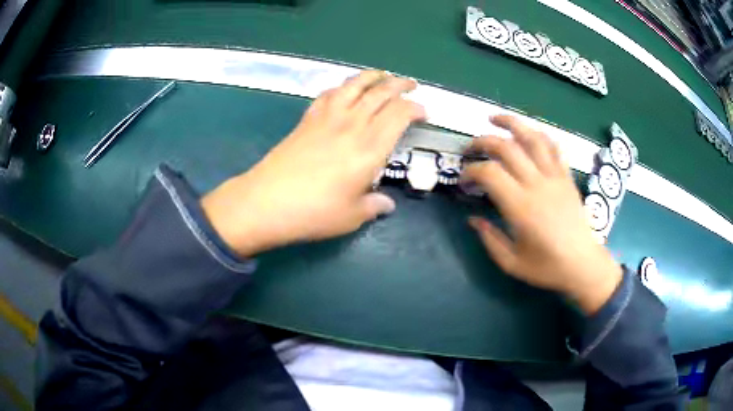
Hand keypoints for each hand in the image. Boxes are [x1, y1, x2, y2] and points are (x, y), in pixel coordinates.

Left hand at [201, 71, 425, 256]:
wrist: (266, 202)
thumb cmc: (314, 212)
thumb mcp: (352, 216)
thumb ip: (374, 206)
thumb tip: (386, 204)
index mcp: (370, 147)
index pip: (400, 114)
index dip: (416, 108)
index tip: (424, 113)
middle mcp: (352, 125)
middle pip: (381, 93)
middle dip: (400, 85)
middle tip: (411, 84)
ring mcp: (327, 118)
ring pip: (354, 85)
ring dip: (372, 76)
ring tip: (382, 75)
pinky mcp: (307, 120)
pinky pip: (329, 94)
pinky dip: (342, 87)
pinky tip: (345, 90)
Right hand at [464, 115, 621, 313]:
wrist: (583, 265)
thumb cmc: (547, 268)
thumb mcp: (512, 263)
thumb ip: (489, 239)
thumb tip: (472, 219)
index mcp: (521, 208)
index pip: (490, 173)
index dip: (471, 170)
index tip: (464, 180)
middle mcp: (537, 185)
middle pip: (507, 148)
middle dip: (483, 142)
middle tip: (470, 148)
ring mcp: (555, 177)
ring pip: (532, 138)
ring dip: (511, 123)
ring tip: (494, 119)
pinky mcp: (566, 177)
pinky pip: (554, 147)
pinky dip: (539, 135)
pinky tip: (528, 133)